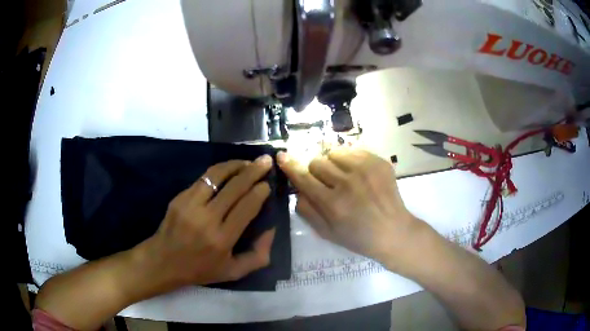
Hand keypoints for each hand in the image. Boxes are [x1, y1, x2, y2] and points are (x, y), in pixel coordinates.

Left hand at [137, 156, 275, 293]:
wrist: (163, 261)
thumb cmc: (200, 269)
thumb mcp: (234, 272)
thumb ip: (258, 256)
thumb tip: (271, 229)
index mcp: (222, 239)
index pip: (246, 207)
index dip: (259, 192)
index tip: (267, 184)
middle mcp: (206, 219)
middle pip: (234, 187)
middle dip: (253, 171)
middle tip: (265, 161)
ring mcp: (190, 205)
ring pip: (216, 175)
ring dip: (235, 165)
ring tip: (247, 161)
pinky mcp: (180, 197)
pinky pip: (203, 179)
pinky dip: (219, 171)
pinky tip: (227, 171)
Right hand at [277, 148, 422, 265]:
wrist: (393, 231)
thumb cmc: (358, 237)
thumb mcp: (326, 232)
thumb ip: (306, 210)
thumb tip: (297, 189)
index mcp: (333, 203)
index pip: (303, 177)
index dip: (290, 166)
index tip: (281, 156)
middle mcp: (347, 182)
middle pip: (317, 161)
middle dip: (316, 171)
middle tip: (326, 183)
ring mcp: (365, 169)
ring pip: (334, 153)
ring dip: (333, 164)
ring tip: (343, 177)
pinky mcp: (378, 162)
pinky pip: (353, 151)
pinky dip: (350, 160)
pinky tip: (358, 175)